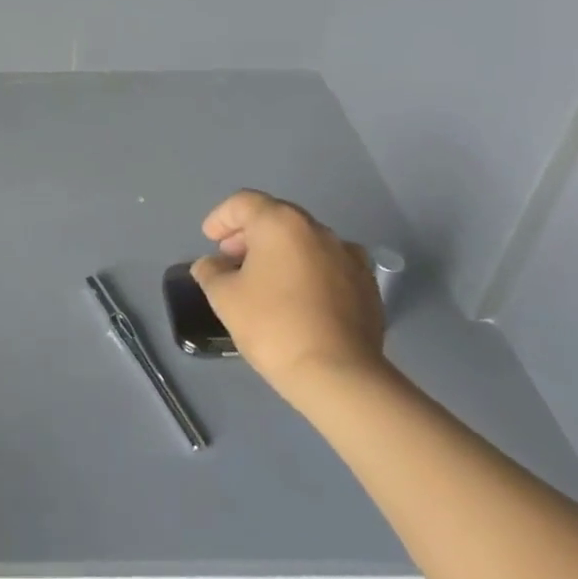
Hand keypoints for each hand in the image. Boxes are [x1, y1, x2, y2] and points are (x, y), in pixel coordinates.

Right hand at [192, 190, 387, 406]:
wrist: (339, 376)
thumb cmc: (272, 326)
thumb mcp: (224, 297)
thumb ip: (210, 271)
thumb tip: (211, 265)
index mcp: (281, 223)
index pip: (243, 203)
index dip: (221, 218)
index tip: (210, 240)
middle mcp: (318, 229)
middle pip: (276, 217)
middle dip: (250, 233)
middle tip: (232, 258)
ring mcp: (349, 256)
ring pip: (305, 241)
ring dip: (281, 251)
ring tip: (265, 280)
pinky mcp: (367, 285)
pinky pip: (330, 265)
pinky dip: (309, 270)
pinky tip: (300, 298)